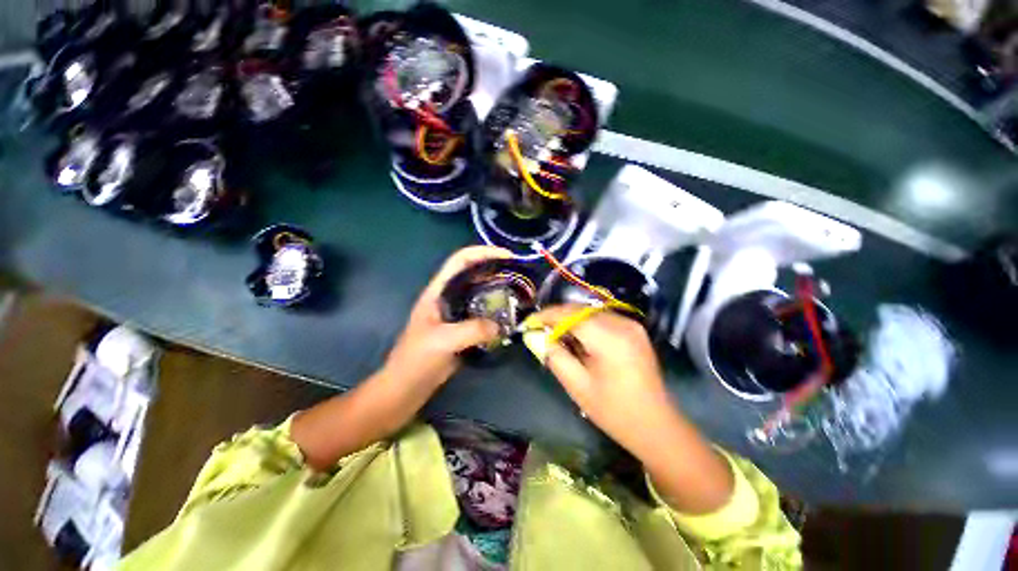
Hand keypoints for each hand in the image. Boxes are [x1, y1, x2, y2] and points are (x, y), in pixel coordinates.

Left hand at [383, 245, 511, 390]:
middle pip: (474, 275)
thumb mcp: (442, 341)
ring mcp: (456, 314)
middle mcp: (448, 298)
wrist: (406, 388)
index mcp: (438, 292)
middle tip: (520, 276)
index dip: (482, 252)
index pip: (460, 261)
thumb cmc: (416, 360)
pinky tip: (510, 319)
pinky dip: (497, 314)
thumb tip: (501, 326)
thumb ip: (472, 330)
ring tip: (520, 295)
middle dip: (496, 271)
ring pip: (480, 295)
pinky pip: (484, 316)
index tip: (507, 256)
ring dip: (499, 293)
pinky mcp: (463, 329)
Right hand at [526, 305, 733, 512]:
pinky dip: (585, 324)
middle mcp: (622, 323)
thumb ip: (554, 356)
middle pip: (580, 310)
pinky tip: (578, 338)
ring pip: (590, 312)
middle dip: (557, 317)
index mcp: (609, 338)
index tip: (529, 323)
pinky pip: (602, 318)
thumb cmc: (615, 411)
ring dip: (570, 320)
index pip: (569, 315)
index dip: (546, 316)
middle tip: (539, 330)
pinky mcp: (634, 329)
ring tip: (556, 335)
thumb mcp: (578, 386)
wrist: (657, 426)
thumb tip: (536, 336)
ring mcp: (631, 325)